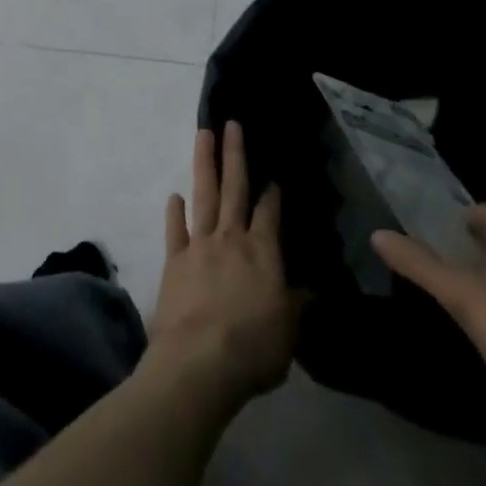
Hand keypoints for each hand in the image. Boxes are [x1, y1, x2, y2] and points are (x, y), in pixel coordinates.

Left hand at [144, 123, 305, 413]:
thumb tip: (310, 290)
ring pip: (204, 194)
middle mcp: (231, 238)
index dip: (273, 193)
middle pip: (234, 188)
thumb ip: (296, 306)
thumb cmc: (253, 350)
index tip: (273, 175)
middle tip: (232, 123)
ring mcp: (200, 244)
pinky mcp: (175, 259)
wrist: (199, 362)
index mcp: (263, 253)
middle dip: (234, 154)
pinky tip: (175, 195)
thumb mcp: (288, 333)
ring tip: (203, 134)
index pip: (270, 213)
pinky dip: (174, 211)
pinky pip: (175, 228)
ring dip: (204, 162)